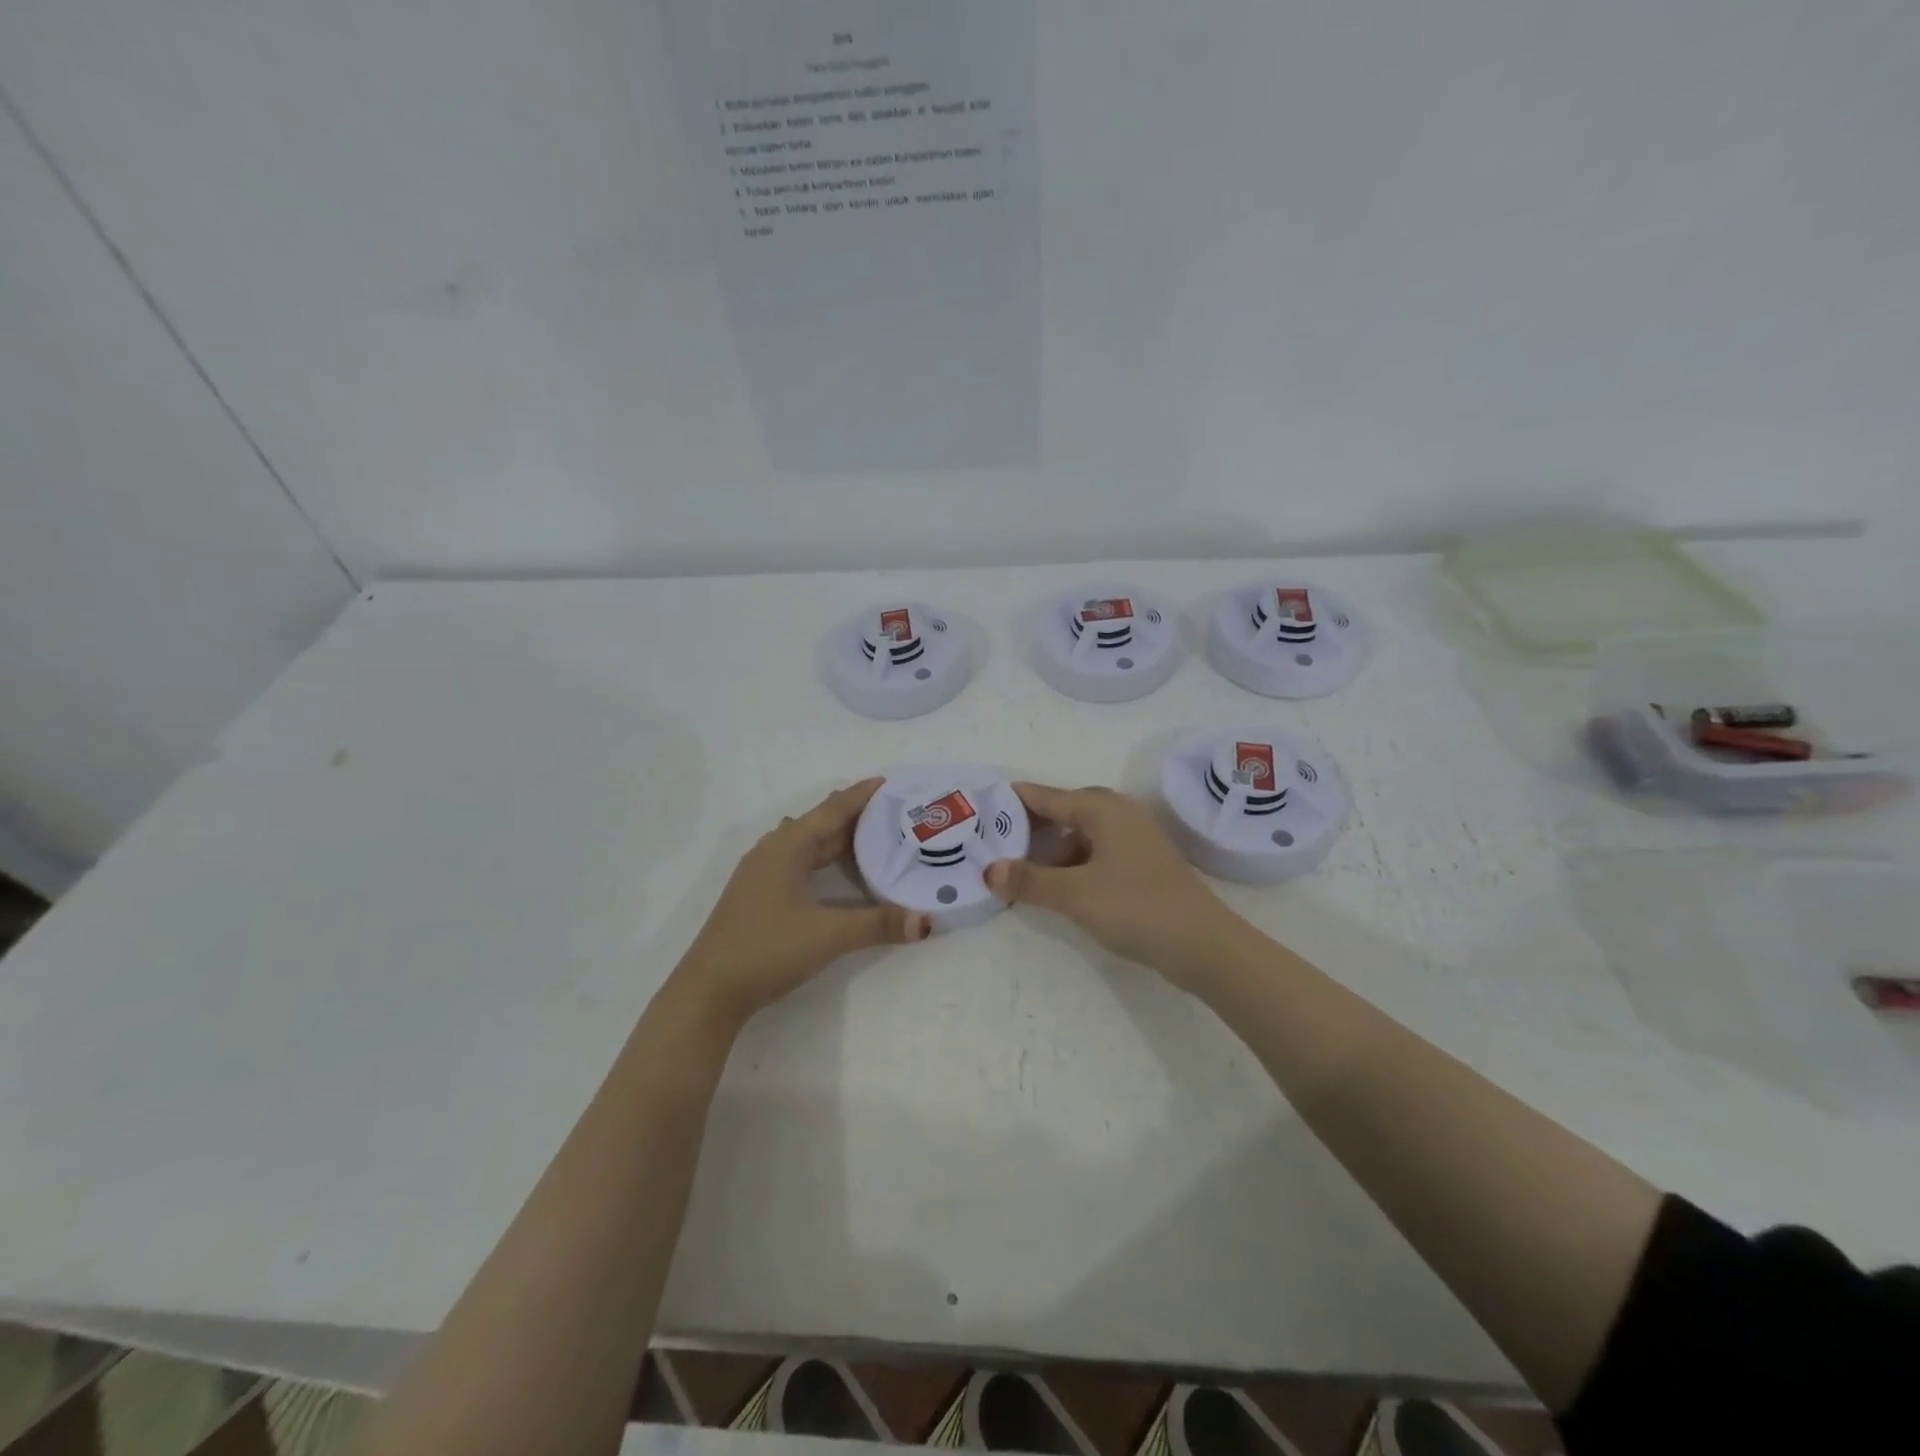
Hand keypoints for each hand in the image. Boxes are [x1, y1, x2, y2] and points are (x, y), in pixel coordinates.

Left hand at [674, 779, 929, 1030]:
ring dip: (837, 837)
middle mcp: (773, 850)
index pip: (832, 810)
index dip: (861, 795)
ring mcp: (761, 872)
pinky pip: (798, 860)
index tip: (890, 782)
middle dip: (855, 815)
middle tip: (893, 812)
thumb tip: (925, 921)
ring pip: (807, 843)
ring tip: (872, 835)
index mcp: (787, 847)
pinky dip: (822, 857)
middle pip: (820, 823)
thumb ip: (878, 924)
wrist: (708, 991)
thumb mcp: (828, 936)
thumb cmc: (767, 950)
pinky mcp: (758, 893)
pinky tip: (830, 866)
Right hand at [984, 783, 1237, 985]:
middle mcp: (1118, 814)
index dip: (1010, 803)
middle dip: (1027, 827)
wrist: (1203, 944)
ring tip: (1018, 872)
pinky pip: (1094, 852)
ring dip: (1049, 850)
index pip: (1043, 796)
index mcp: (1101, 808)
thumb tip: (989, 870)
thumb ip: (1029, 880)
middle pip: (1061, 811)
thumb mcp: (1074, 894)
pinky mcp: (1141, 864)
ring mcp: (1133, 839)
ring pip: (1078, 834)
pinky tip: (1056, 888)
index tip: (978, 813)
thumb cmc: (1136, 907)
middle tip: (992, 844)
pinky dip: (1071, 864)